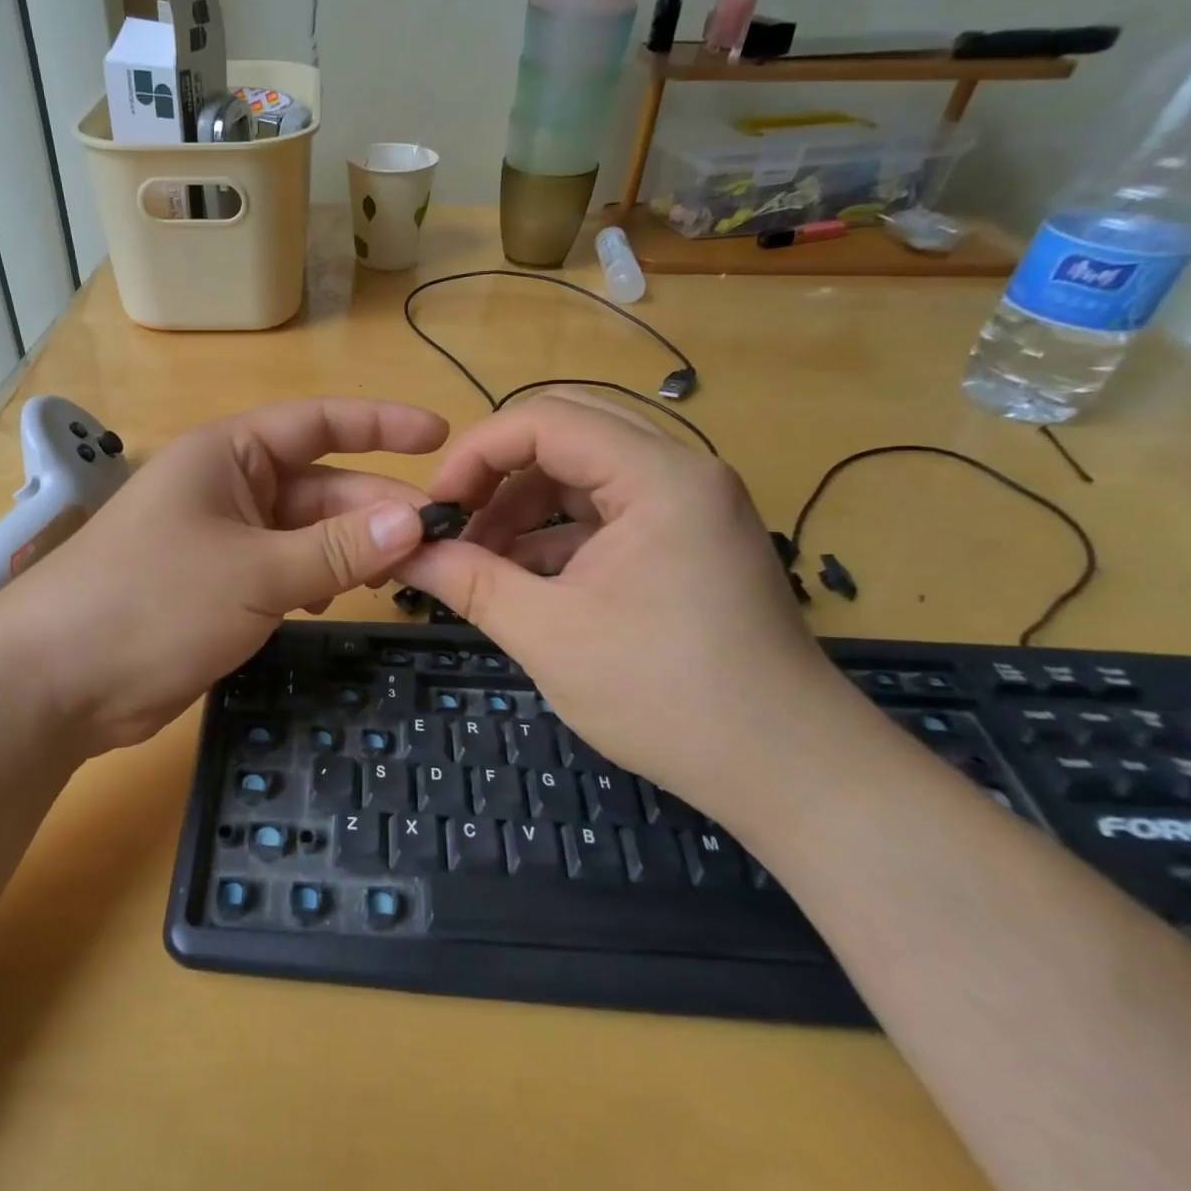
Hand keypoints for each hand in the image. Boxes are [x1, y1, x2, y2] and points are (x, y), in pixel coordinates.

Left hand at [0, 399, 446, 753]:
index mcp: (229, 455)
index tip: (440, 435)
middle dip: (376, 508)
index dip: (381, 424)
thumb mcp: (253, 571)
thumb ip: (336, 548)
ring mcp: (224, 539)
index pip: (318, 423)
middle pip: (321, 485)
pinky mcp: (221, 587)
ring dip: (351, 549)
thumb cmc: (151, 602)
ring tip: (403, 575)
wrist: (57, 681)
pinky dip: (318, 580)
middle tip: (441, 539)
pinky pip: (286, 570)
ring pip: (308, 533)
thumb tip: (414, 520)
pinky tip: (336, 600)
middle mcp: (229, 487)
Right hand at [394, 393, 852, 816]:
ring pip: (582, 470)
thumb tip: (402, 550)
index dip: (476, 453)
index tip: (435, 507)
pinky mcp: (686, 538)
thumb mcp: (548, 634)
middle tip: (455, 520)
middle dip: (498, 471)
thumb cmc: (666, 697)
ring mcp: (688, 503)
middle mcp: (680, 470)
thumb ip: (467, 580)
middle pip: (565, 430)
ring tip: (480, 560)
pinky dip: (555, 533)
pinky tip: (521, 578)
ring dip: (523, 505)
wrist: (788, 771)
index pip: (544, 419)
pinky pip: (604, 509)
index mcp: (658, 476)